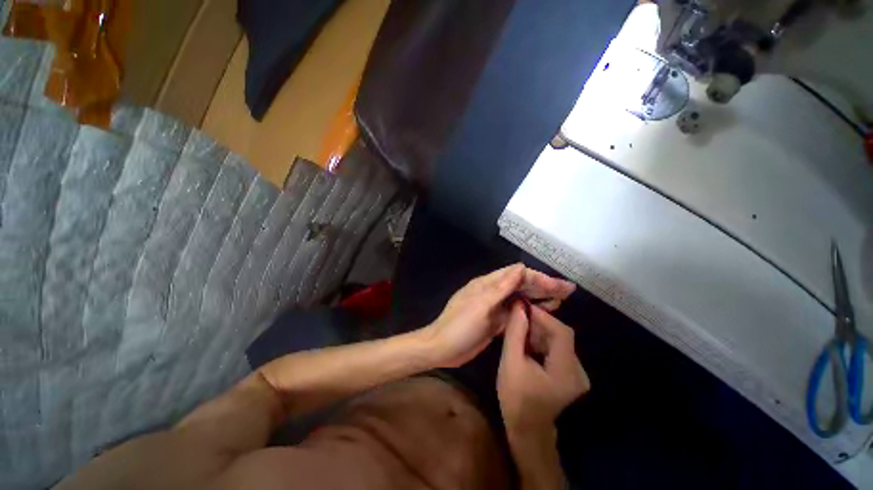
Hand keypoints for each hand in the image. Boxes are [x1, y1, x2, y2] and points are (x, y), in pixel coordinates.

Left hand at [424, 264, 575, 367]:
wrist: (442, 349)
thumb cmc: (459, 326)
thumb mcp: (480, 305)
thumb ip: (501, 287)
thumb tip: (521, 267)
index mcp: (487, 284)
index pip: (516, 274)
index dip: (537, 277)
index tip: (558, 285)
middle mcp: (492, 292)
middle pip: (520, 285)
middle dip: (543, 286)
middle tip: (568, 290)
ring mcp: (494, 307)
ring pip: (520, 298)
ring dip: (539, 298)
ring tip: (560, 301)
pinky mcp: (495, 321)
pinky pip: (516, 313)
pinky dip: (529, 311)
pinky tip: (542, 314)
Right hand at [497, 303, 588, 434]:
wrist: (526, 428)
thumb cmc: (516, 397)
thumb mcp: (511, 362)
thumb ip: (515, 332)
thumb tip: (519, 306)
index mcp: (566, 371)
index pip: (562, 332)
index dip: (543, 316)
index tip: (523, 307)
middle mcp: (578, 371)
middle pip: (561, 336)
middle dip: (539, 324)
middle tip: (518, 317)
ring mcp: (577, 374)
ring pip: (558, 341)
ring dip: (539, 332)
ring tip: (520, 328)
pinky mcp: (570, 375)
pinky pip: (557, 350)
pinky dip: (542, 342)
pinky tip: (527, 342)